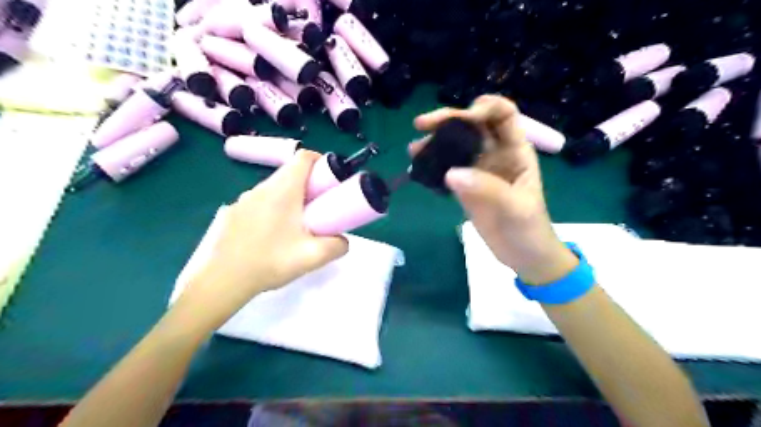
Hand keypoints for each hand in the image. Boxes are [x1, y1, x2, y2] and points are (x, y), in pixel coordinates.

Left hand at [177, 151, 347, 329]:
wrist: (222, 281)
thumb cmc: (270, 261)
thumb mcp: (313, 256)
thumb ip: (338, 246)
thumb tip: (343, 240)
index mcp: (283, 190)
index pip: (303, 158)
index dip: (321, 163)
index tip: (330, 182)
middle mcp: (261, 188)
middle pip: (290, 174)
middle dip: (309, 186)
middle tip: (319, 210)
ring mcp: (243, 200)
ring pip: (274, 189)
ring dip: (290, 199)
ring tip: (295, 228)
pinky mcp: (232, 213)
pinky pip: (259, 203)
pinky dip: (272, 210)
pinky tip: (270, 238)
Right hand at [416, 95, 577, 284]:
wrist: (523, 256)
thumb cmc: (529, 229)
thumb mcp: (515, 208)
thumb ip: (487, 188)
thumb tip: (451, 173)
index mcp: (516, 150)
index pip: (503, 114)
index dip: (483, 108)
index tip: (461, 118)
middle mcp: (496, 153)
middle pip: (472, 125)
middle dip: (449, 119)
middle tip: (422, 125)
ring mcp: (478, 169)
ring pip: (456, 145)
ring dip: (435, 142)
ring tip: (414, 150)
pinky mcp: (465, 185)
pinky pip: (447, 167)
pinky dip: (433, 164)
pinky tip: (418, 167)